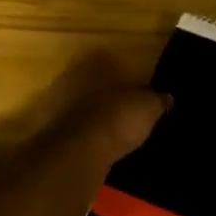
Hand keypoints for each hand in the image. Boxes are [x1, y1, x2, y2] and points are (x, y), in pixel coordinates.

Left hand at [27, 52, 166, 166]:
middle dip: (108, 97)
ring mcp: (55, 102)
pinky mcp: (48, 129)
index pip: (113, 62)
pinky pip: (72, 130)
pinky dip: (83, 138)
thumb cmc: (115, 119)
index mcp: (95, 62)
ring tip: (115, 135)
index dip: (128, 78)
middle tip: (127, 114)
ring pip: (80, 106)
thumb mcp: (148, 108)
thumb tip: (168, 97)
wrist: (75, 154)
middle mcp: (71, 75)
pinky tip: (98, 150)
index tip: (139, 93)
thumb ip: (158, 99)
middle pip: (94, 83)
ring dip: (94, 118)